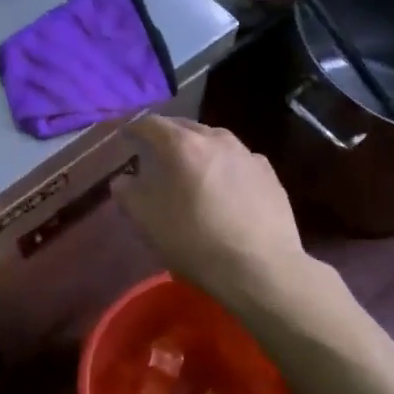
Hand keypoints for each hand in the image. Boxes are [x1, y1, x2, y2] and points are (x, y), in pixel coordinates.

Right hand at [114, 116, 305, 304]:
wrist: (261, 268)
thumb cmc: (195, 241)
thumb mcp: (147, 221)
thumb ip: (128, 193)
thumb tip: (123, 180)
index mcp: (182, 145)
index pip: (151, 124)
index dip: (135, 129)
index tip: (126, 136)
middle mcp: (216, 139)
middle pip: (185, 127)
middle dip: (167, 136)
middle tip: (155, 152)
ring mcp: (247, 154)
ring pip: (214, 141)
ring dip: (198, 149)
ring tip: (190, 168)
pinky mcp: (269, 174)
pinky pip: (238, 160)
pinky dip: (223, 166)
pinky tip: (224, 186)